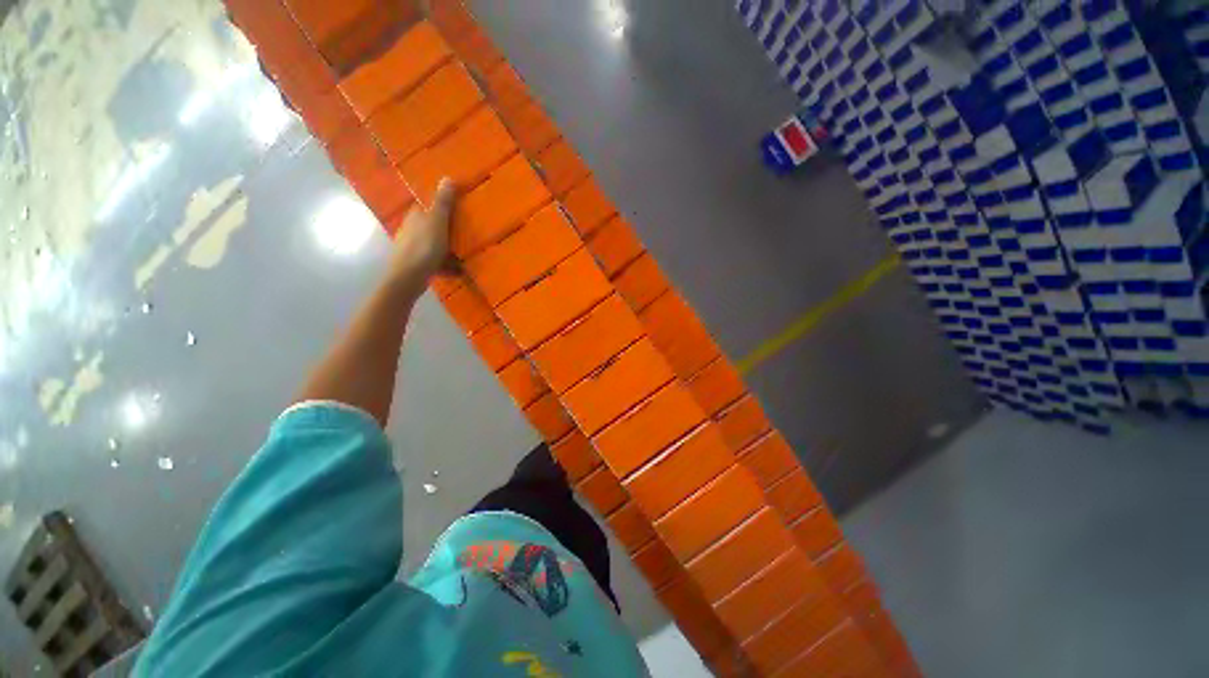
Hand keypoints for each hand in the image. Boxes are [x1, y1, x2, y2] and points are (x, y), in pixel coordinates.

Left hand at [389, 179, 456, 291]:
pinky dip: (446, 264)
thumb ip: (443, 202)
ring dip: (447, 247)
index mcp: (416, 216)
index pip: (427, 205)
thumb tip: (447, 177)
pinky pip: (435, 260)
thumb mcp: (438, 221)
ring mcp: (413, 247)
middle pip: (432, 225)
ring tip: (465, 253)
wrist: (409, 277)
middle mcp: (411, 229)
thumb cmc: (424, 247)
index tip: (458, 208)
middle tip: (466, 231)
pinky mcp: (417, 263)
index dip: (441, 205)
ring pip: (433, 243)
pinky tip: (457, 271)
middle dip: (446, 228)